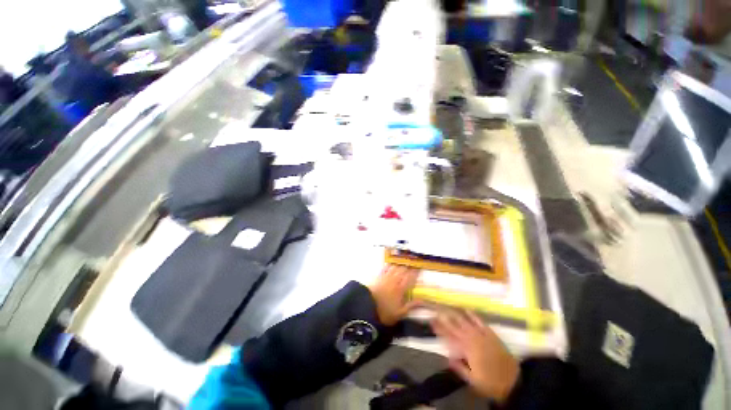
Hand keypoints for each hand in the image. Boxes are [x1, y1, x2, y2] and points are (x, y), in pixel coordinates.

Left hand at [368, 265, 419, 325]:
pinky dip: (390, 265)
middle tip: (413, 263)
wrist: (367, 307)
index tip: (420, 267)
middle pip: (403, 270)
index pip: (410, 277)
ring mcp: (386, 277)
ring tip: (404, 261)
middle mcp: (394, 280)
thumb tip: (423, 301)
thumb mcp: (400, 313)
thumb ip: (411, 306)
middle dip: (409, 266)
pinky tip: (391, 264)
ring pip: (395, 267)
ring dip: (400, 264)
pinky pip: (385, 268)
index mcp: (401, 288)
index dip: (415, 272)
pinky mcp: (378, 277)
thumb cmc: (385, 312)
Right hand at [432, 310, 519, 402]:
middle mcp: (472, 339)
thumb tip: (447, 356)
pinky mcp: (490, 333)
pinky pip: (479, 321)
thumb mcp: (472, 380)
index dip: (439, 329)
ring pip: (464, 321)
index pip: (449, 337)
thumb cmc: (491, 383)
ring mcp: (481, 335)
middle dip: (443, 319)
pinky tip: (466, 309)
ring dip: (454, 314)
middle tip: (435, 312)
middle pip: (454, 326)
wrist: (513, 381)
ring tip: (446, 308)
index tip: (431, 321)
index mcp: (466, 351)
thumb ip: (459, 368)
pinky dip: (472, 315)